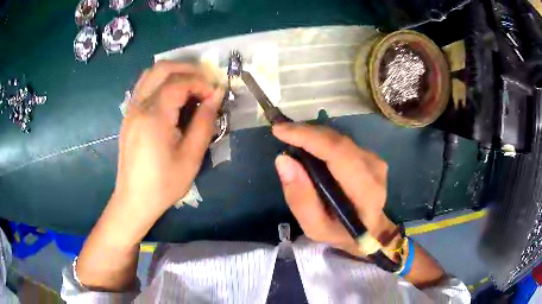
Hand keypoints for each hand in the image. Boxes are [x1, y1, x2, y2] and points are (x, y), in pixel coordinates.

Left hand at [111, 61, 223, 237]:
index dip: (201, 83)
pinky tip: (173, 96)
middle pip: (162, 68)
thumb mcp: (191, 157)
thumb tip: (216, 95)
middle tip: (206, 82)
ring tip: (191, 85)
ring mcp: (131, 109)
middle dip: (188, 69)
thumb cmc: (163, 184)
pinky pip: (144, 86)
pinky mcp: (129, 116)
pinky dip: (162, 82)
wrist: (134, 200)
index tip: (216, 95)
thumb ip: (204, 122)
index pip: (179, 82)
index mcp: (154, 116)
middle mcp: (139, 106)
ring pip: (151, 73)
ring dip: (174, 72)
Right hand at [273, 123, 398, 256]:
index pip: (338, 153)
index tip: (279, 131)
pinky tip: (307, 145)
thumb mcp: (315, 228)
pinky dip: (321, 140)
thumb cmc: (342, 233)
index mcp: (366, 190)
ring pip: (338, 138)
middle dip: (306, 133)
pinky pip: (341, 142)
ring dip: (312, 135)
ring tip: (290, 138)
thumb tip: (284, 160)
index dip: (308, 137)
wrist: (370, 230)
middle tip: (280, 132)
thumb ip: (300, 199)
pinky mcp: (370, 155)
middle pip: (337, 141)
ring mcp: (374, 159)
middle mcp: (374, 168)